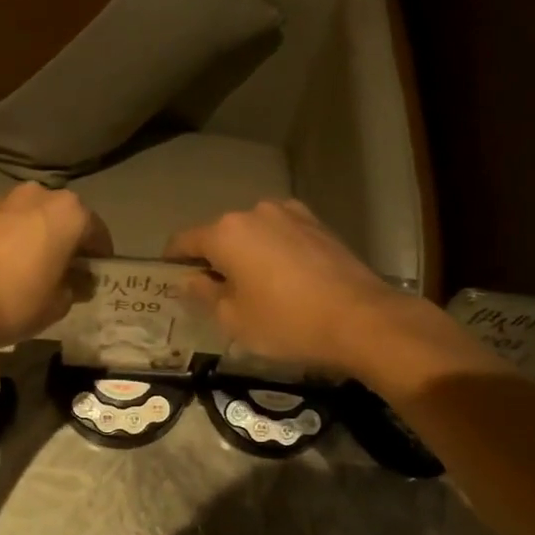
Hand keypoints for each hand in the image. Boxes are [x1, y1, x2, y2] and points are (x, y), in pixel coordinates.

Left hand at [0, 183, 112, 353]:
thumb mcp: (58, 304)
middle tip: (65, 273)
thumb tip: (78, 282)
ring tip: (32, 270)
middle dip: (68, 243)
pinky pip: (5, 224)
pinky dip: (11, 239)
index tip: (96, 278)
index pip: (97, 233)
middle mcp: (39, 195)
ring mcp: (2, 199)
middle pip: (64, 219)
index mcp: (69, 212)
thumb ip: (75, 287)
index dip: (100, 258)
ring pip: (32, 218)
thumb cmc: (15, 300)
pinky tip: (5, 267)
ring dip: (38, 237)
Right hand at [164, 200, 503, 384]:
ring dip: (246, 254)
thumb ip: (204, 294)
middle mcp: (255, 212)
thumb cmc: (286, 322)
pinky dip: (274, 252)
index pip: (183, 241)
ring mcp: (290, 214)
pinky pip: (281, 235)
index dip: (173, 261)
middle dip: (213, 259)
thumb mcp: (234, 319)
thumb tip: (191, 279)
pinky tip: (285, 279)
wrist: (362, 319)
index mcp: (226, 232)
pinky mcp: (318, 224)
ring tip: (255, 286)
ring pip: (253, 233)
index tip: (172, 280)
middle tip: (217, 292)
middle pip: (220, 234)